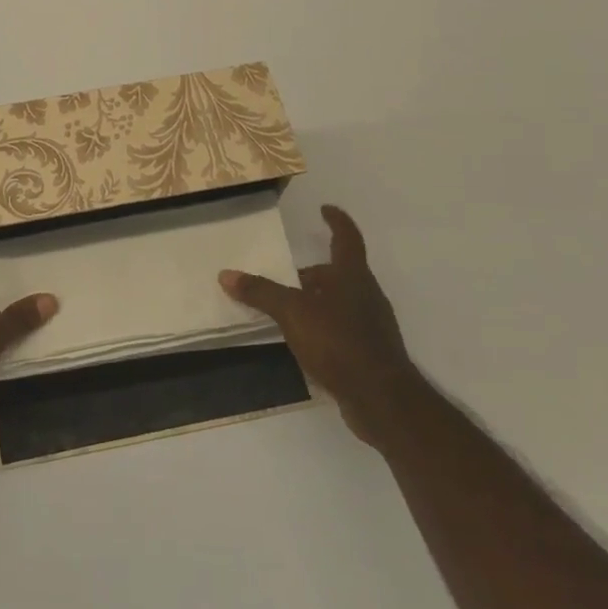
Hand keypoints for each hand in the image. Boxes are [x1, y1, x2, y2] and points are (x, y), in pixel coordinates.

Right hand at [220, 205, 419, 447]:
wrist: (381, 398)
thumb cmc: (338, 341)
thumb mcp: (292, 312)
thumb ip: (260, 292)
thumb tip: (225, 274)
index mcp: (352, 275)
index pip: (347, 238)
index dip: (336, 221)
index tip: (325, 209)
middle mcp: (366, 294)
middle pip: (340, 273)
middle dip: (315, 272)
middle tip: (287, 275)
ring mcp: (372, 324)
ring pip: (341, 301)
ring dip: (317, 300)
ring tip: (288, 310)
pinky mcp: (370, 352)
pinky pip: (343, 328)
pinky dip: (323, 327)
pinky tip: (304, 341)